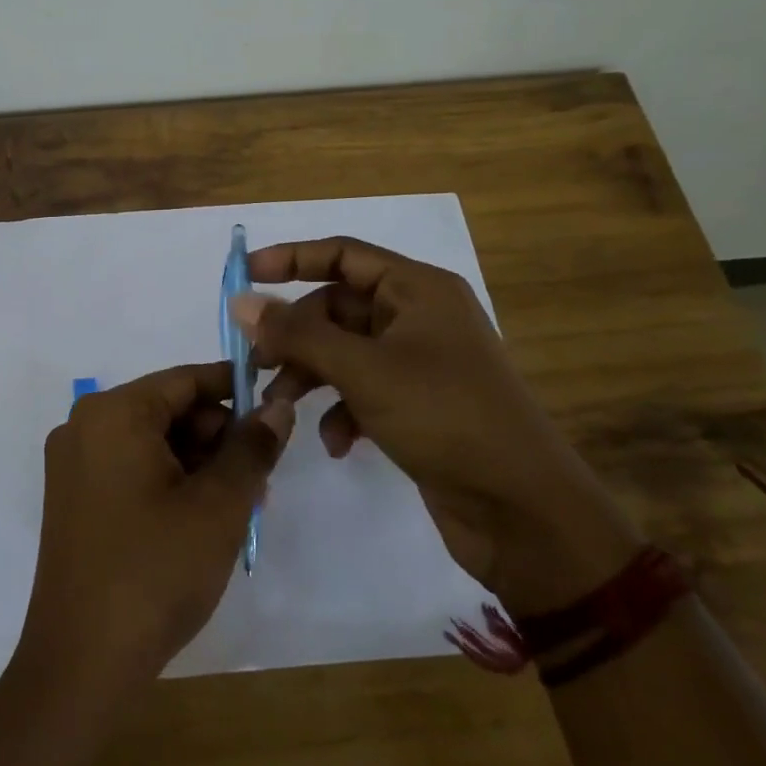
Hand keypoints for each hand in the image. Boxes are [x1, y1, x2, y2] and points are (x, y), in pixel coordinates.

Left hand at [12, 363, 293, 702]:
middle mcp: (84, 425)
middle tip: (261, 478)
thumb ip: (252, 448)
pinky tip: (201, 519)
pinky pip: (130, 468)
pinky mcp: (72, 498)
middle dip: (217, 437)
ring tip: (239, 506)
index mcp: (113, 413)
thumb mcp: (218, 507)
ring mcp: (73, 463)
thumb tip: (277, 407)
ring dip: (198, 464)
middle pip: (167, 410)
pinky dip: (168, 481)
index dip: (235, 390)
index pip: (186, 380)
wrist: (81, 663)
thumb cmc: (155, 572)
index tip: (277, 410)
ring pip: (151, 441)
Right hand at [233, 237, 637, 616]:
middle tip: (257, 363)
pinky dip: (341, 410)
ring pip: (343, 351)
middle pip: (336, 307)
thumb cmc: (446, 417)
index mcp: (417, 289)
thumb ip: (298, 334)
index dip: (291, 258)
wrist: (524, 511)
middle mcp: (418, 317)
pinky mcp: (417, 404)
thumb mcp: (364, 370)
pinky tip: (336, 443)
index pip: (343, 254)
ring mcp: (418, 362)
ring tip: (282, 408)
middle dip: (295, 335)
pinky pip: (362, 389)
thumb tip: (241, 302)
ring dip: (309, 376)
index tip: (244, 275)